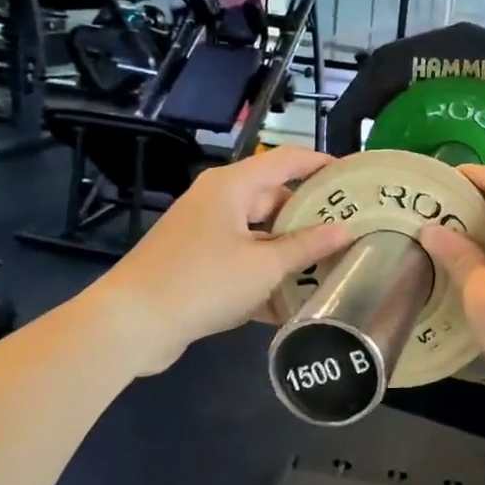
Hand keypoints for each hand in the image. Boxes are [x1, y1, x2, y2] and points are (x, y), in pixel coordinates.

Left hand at [96, 146, 355, 375]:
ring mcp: (204, 233)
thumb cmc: (203, 281)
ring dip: (289, 252)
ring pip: (259, 234)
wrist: (131, 324)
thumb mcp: (264, 266)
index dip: (321, 164)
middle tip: (349, 230)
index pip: (286, 160)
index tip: (353, 175)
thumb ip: (307, 246)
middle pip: (274, 198)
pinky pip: (241, 261)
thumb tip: (346, 230)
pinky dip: (264, 276)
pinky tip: (292, 303)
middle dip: (310, 216)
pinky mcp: (195, 263)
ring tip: (329, 266)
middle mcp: (217, 201)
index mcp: (232, 186)